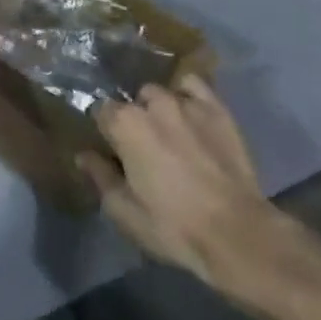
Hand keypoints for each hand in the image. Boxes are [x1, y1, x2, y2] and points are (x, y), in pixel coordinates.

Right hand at [79, 75, 295, 295]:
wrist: (237, 233)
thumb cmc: (174, 226)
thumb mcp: (125, 212)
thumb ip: (100, 177)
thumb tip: (83, 154)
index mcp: (124, 123)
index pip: (101, 111)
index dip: (105, 131)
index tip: (112, 150)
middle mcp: (151, 102)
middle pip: (132, 102)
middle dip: (133, 119)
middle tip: (143, 148)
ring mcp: (185, 101)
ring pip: (161, 93)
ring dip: (159, 109)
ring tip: (169, 133)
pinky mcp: (215, 107)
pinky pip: (193, 86)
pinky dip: (187, 94)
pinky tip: (190, 113)